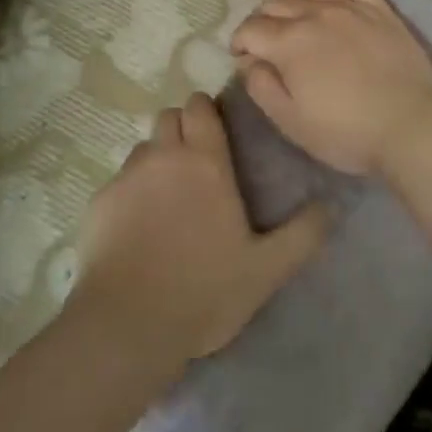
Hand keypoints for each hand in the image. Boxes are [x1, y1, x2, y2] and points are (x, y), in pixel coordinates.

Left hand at [69, 93, 330, 363]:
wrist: (128, 325)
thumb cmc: (204, 291)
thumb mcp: (266, 269)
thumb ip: (302, 235)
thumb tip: (331, 206)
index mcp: (204, 161)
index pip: (200, 107)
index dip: (206, 112)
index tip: (215, 132)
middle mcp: (163, 156)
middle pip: (168, 117)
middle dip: (181, 129)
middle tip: (194, 165)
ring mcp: (127, 176)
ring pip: (143, 147)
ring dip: (156, 159)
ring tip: (166, 199)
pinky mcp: (99, 201)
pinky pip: (119, 181)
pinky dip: (130, 193)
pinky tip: (137, 229)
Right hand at [230, 0, 431, 177]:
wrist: (413, 126)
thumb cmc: (348, 133)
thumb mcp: (292, 122)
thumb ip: (262, 88)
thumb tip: (247, 61)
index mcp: (289, 43)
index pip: (251, 30)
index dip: (239, 41)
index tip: (240, 56)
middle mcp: (314, 15)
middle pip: (275, 3)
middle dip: (260, 17)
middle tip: (262, 37)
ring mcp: (348, 7)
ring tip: (281, 5)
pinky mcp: (377, 8)